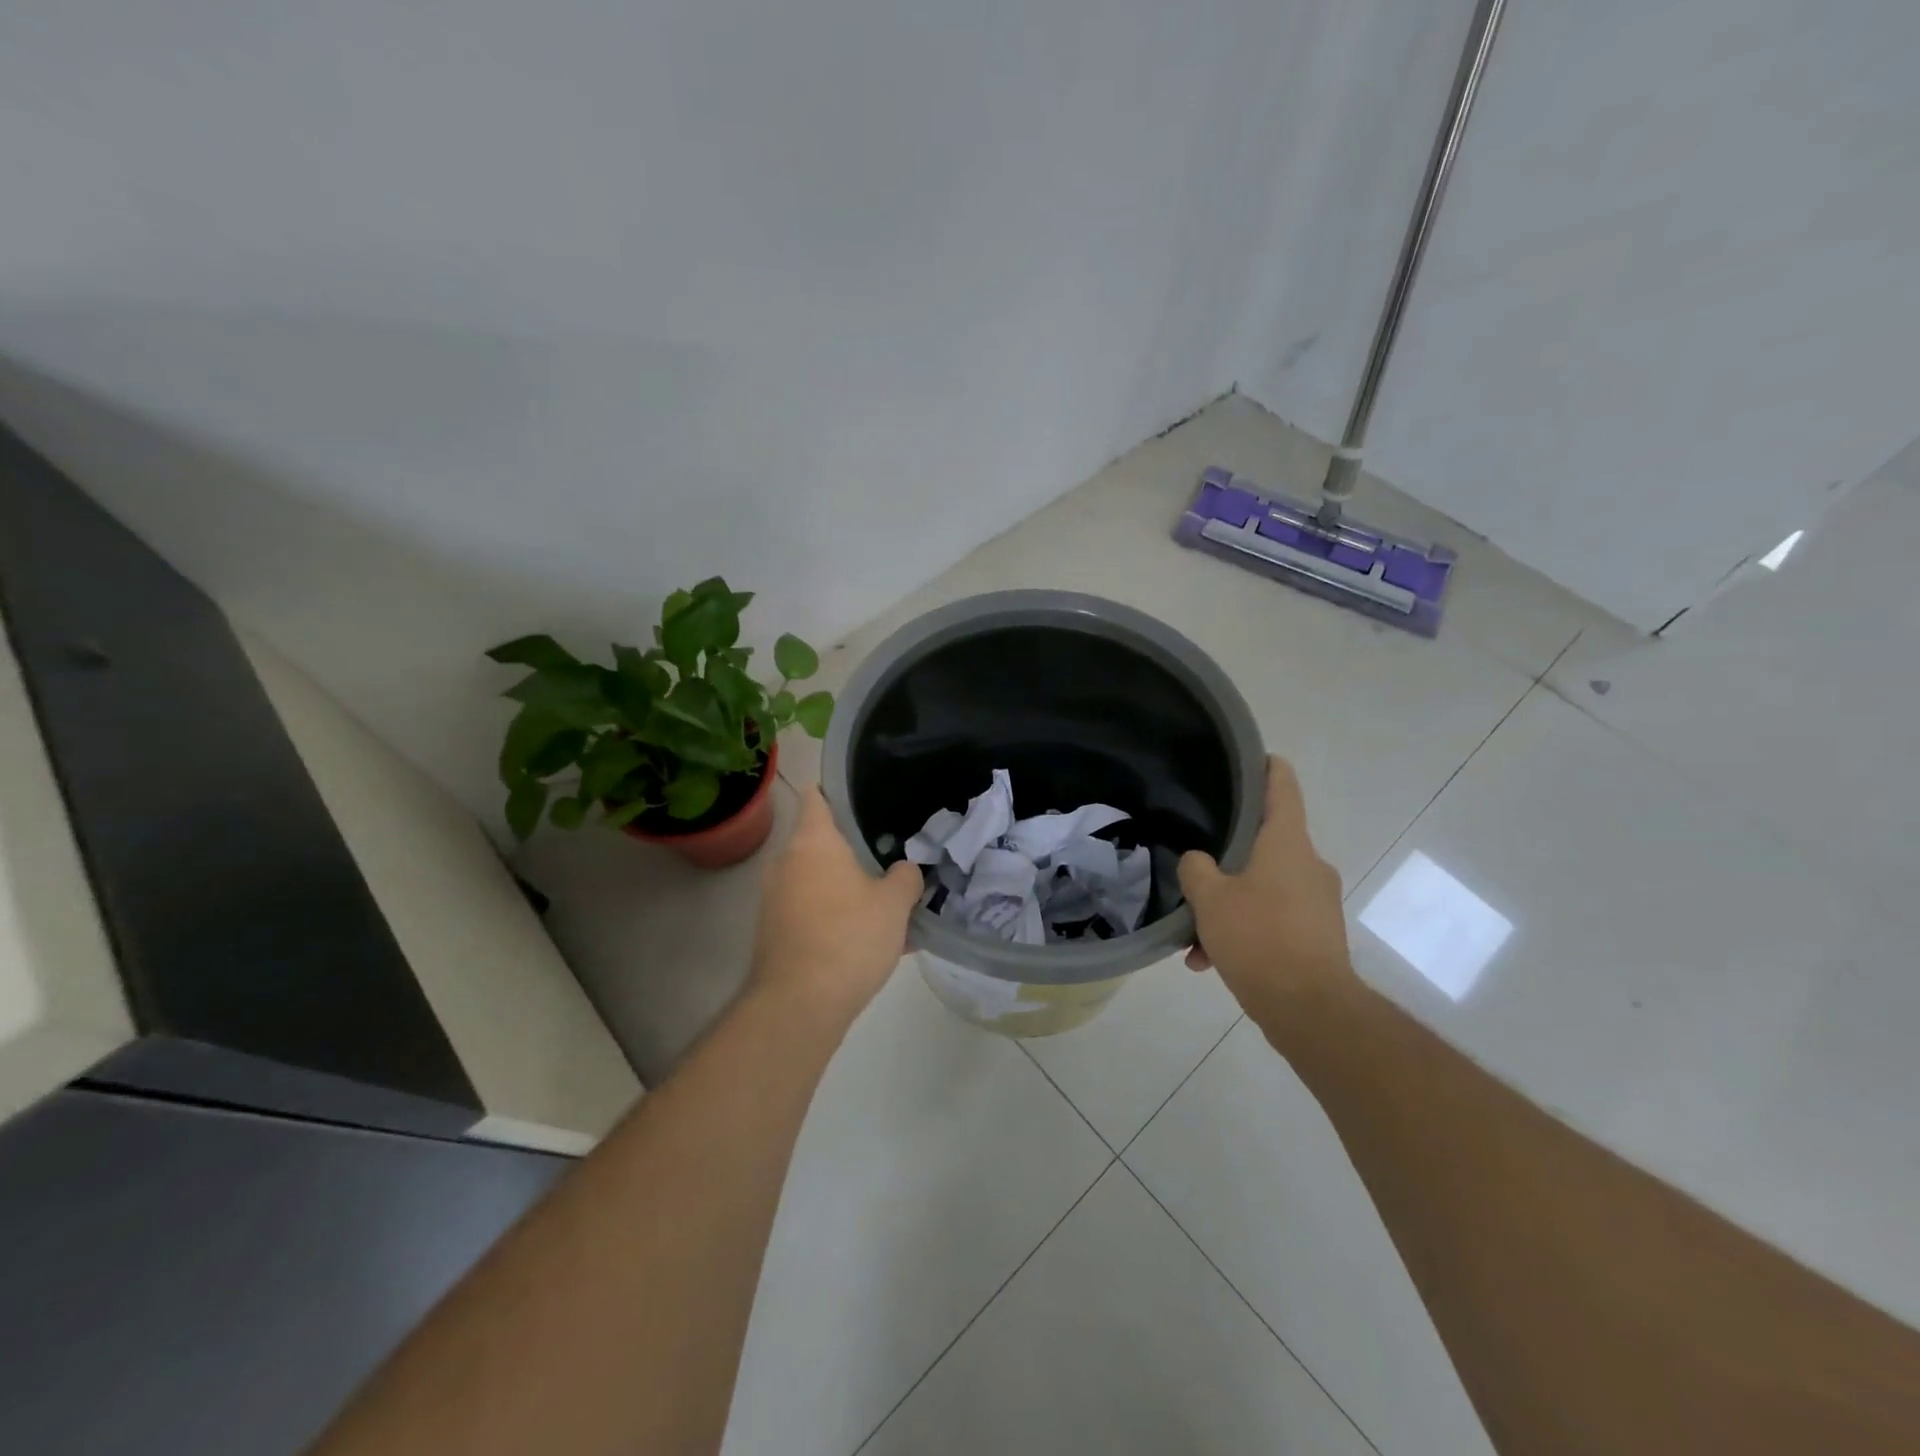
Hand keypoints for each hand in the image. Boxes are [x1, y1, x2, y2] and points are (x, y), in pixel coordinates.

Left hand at [749, 786, 922, 1027]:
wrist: (799, 1004)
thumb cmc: (849, 937)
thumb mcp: (895, 904)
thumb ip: (906, 878)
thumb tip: (905, 870)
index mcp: (813, 841)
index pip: (816, 796)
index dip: (836, 790)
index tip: (861, 793)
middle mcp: (786, 862)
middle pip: (819, 841)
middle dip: (851, 847)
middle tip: (887, 853)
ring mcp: (775, 898)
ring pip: (817, 880)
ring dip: (845, 887)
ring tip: (885, 902)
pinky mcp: (774, 931)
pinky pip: (811, 911)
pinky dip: (835, 916)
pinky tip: (868, 940)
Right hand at [1179, 756, 1356, 1036]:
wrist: (1310, 1010)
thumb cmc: (1259, 938)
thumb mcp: (1210, 899)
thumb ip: (1196, 869)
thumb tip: (1198, 862)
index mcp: (1288, 842)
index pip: (1281, 785)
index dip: (1264, 766)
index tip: (1244, 758)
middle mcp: (1308, 864)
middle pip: (1265, 841)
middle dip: (1227, 856)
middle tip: (1195, 863)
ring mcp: (1316, 901)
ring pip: (1262, 887)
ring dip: (1228, 904)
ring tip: (1193, 937)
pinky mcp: (1316, 935)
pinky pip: (1271, 919)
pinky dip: (1242, 931)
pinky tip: (1210, 961)